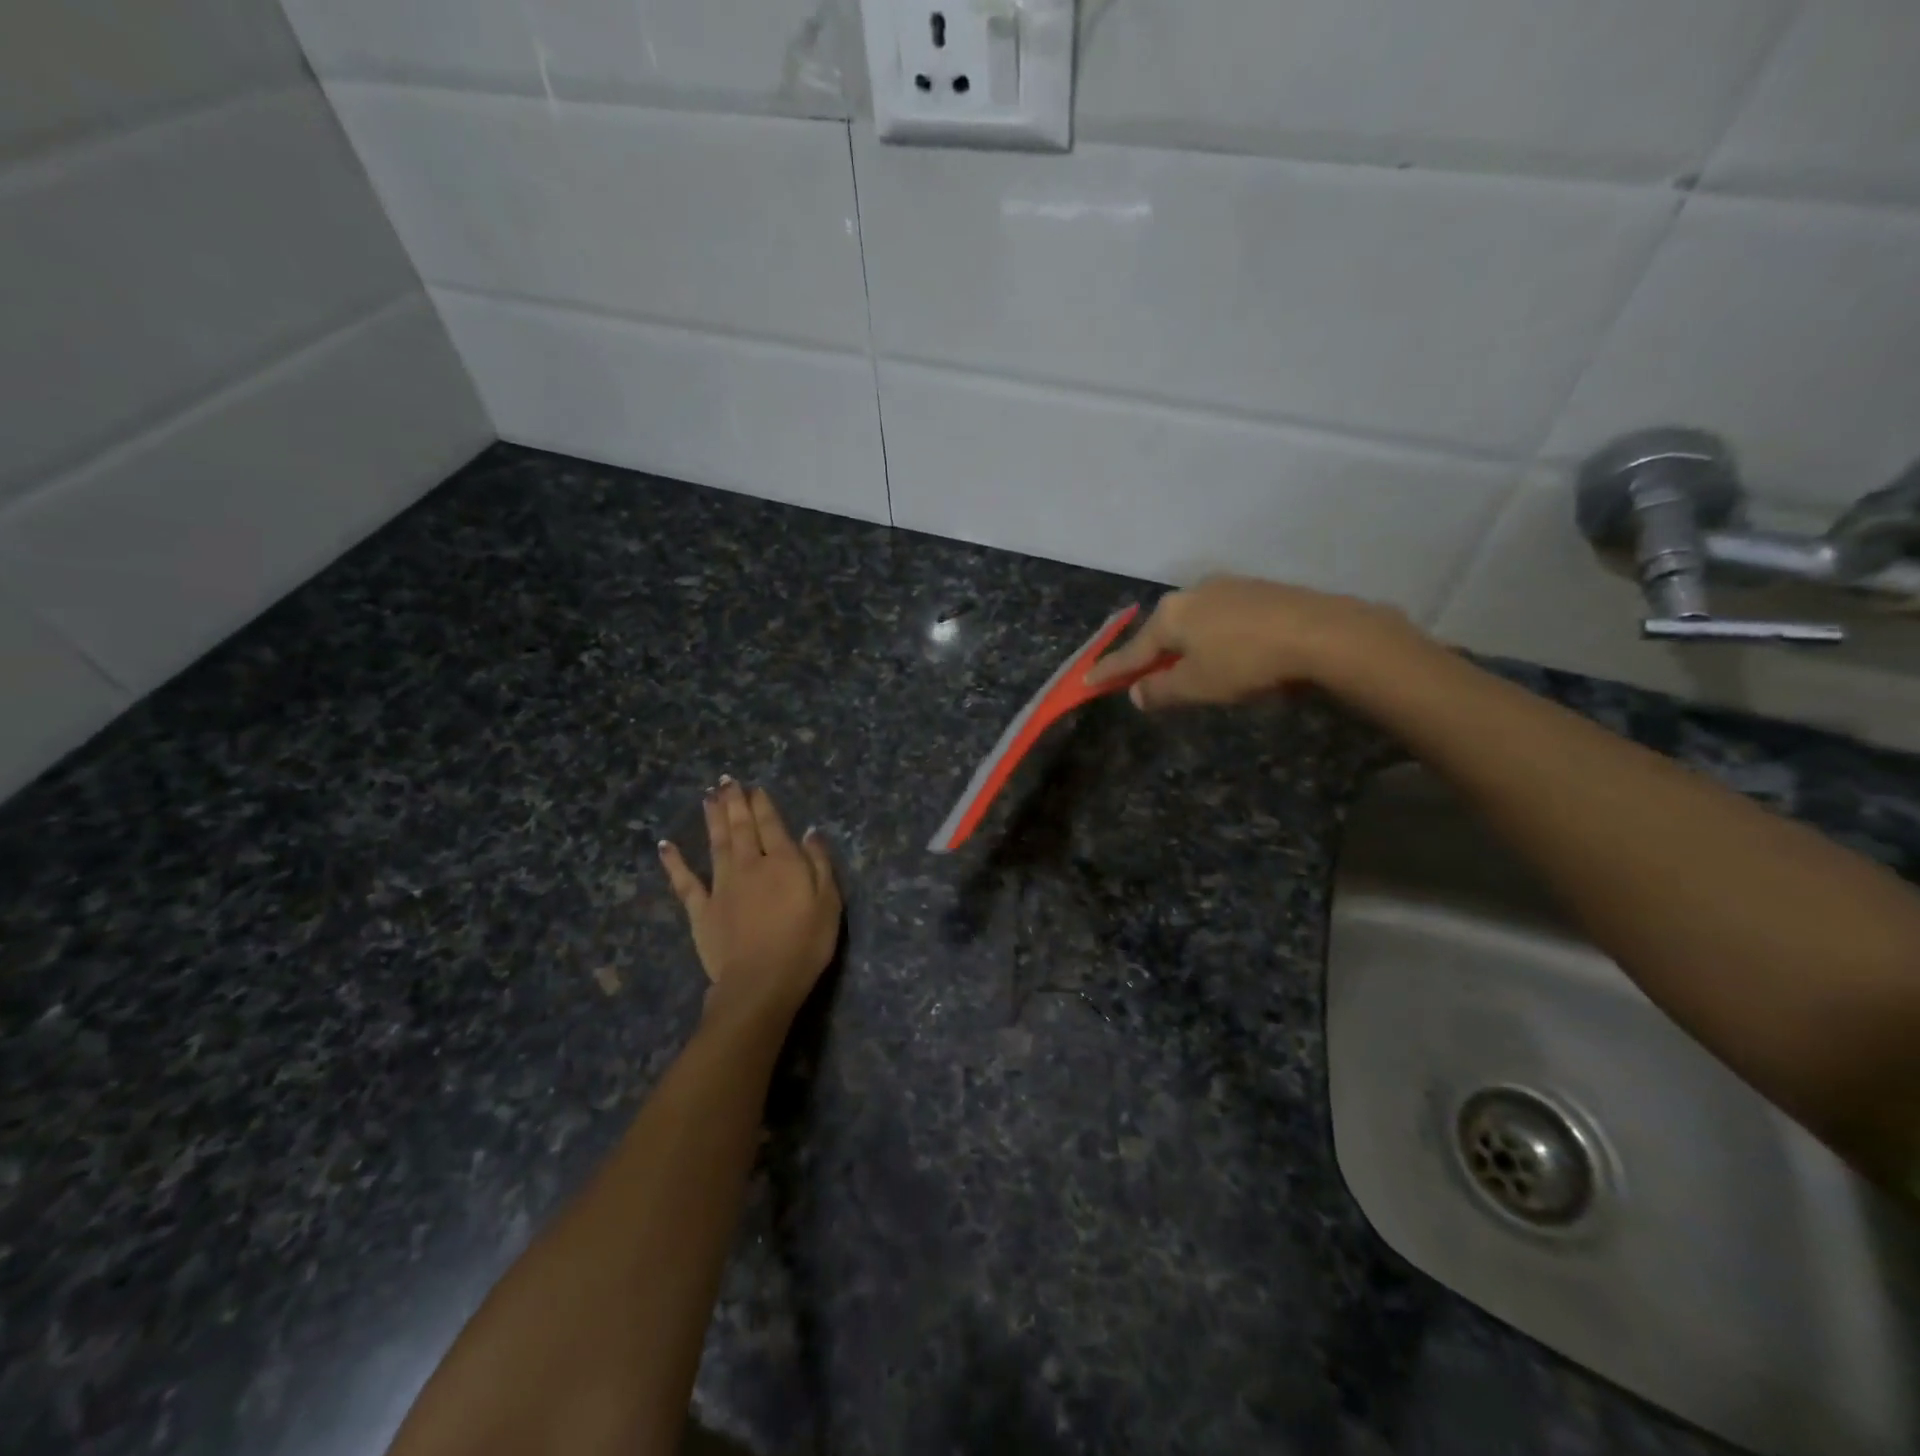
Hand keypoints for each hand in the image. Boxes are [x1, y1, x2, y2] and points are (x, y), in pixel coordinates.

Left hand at [658, 779, 841, 1033]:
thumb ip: (819, 864)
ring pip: (716, 844)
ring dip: (712, 818)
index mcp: (782, 862)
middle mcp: (749, 865)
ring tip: (707, 797)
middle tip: (726, 780)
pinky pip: (685, 881)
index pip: (771, 825)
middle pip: (740, 827)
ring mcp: (721, 886)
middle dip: (734, 802)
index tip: (755, 788)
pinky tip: (665, 845)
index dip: (763, 804)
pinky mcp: (702, 910)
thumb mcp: (829, 902)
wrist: (760, 983)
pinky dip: (674, 862)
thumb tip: (810, 832)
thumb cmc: (804, 944)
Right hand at [1086, 575, 1426, 709]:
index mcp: (1171, 615)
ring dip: (1188, 646)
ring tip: (1193, 668)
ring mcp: (1229, 587)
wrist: (1323, 633)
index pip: (1132, 651)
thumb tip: (1136, 694)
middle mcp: (1194, 593)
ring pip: (1195, 622)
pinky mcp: (1261, 590)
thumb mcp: (1196, 686)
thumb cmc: (1246, 663)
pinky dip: (1217, 638)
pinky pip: (1223, 618)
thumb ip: (1161, 691)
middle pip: (1163, 631)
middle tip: (1145, 676)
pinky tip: (1231, 652)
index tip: (1087, 680)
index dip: (1110, 671)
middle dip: (1153, 654)